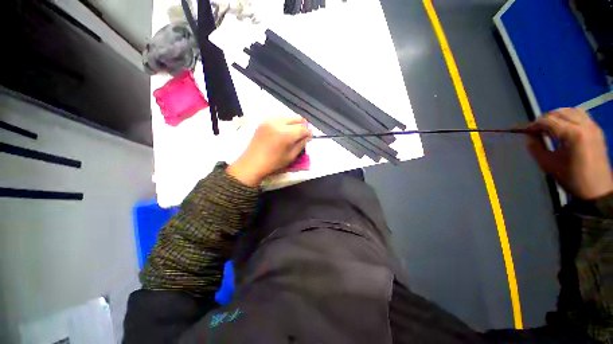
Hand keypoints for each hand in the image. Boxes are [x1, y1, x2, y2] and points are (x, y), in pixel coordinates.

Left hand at [227, 116, 311, 185]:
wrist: (252, 163)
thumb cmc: (273, 163)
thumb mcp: (291, 156)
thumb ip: (301, 144)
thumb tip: (307, 137)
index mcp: (286, 134)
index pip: (303, 128)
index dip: (309, 132)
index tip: (310, 137)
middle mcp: (278, 123)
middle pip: (297, 118)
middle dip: (302, 125)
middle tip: (303, 134)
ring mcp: (270, 121)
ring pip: (288, 116)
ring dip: (294, 123)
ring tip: (293, 132)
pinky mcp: (264, 121)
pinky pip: (279, 118)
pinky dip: (284, 122)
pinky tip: (283, 130)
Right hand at [526, 108, 612, 199]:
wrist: (596, 189)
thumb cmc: (571, 178)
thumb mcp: (548, 164)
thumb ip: (536, 147)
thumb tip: (529, 136)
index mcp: (573, 134)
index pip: (549, 121)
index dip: (534, 124)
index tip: (527, 131)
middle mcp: (584, 125)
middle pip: (560, 112)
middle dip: (545, 119)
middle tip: (537, 130)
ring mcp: (593, 126)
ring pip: (571, 110)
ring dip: (558, 116)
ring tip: (550, 127)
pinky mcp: (596, 130)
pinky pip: (581, 115)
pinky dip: (569, 117)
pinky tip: (564, 127)